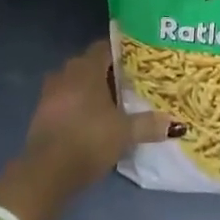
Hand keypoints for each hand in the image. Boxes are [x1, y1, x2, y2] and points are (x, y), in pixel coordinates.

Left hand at [22, 40, 176, 192]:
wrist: (46, 172)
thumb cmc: (89, 140)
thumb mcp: (124, 133)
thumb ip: (149, 124)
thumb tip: (176, 123)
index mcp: (86, 68)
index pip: (105, 47)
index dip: (122, 52)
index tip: (139, 61)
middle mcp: (66, 73)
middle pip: (90, 64)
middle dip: (108, 72)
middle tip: (130, 83)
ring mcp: (50, 92)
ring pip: (76, 82)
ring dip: (91, 89)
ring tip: (113, 102)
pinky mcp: (42, 112)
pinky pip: (65, 98)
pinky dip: (78, 104)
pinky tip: (92, 119)